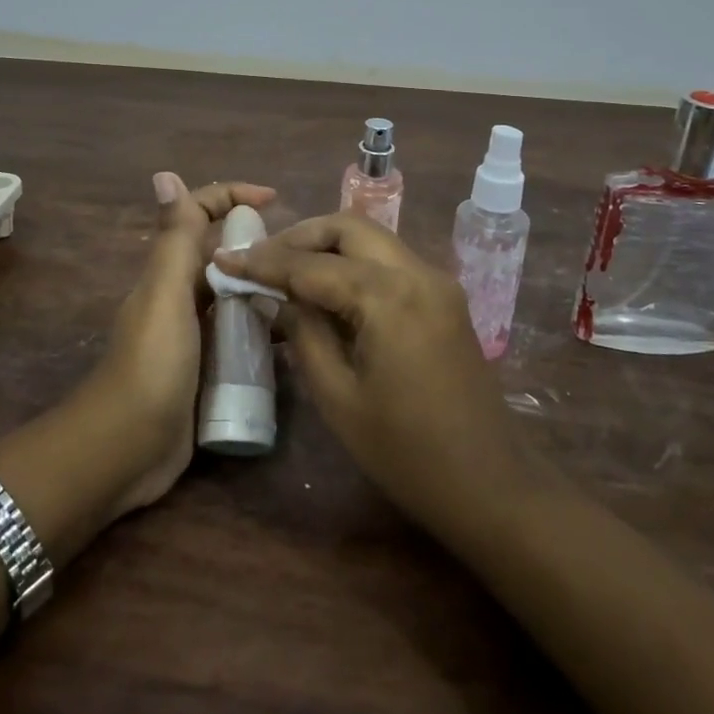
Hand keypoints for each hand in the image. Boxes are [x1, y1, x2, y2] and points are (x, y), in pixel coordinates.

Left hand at [84, 173, 276, 515]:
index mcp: (169, 271)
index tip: (276, 199)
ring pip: (235, 296)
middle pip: (222, 254)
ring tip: (309, 293)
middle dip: (258, 245)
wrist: (126, 448)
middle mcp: (181, 295)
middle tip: (305, 257)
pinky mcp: (207, 369)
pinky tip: (293, 339)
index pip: (199, 214)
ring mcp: (194, 334)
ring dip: (265, 289)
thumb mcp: (165, 295)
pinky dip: (263, 331)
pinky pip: (240, 337)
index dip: (232, 196)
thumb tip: (165, 173)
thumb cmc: (151, 364)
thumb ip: (173, 239)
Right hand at [212, 213, 535, 548]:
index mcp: (389, 296)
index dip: (263, 261)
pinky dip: (352, 263)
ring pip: (371, 238)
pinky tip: (326, 290)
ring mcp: (436, 282)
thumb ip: (303, 333)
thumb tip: (275, 295)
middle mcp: (417, 272)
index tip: (223, 257)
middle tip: (260, 259)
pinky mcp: (443, 298)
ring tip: (285, 272)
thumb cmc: (406, 452)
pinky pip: (388, 262)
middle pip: (348, 227)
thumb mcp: (338, 396)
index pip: (311, 265)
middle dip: (299, 236)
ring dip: (326, 246)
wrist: (491, 486)